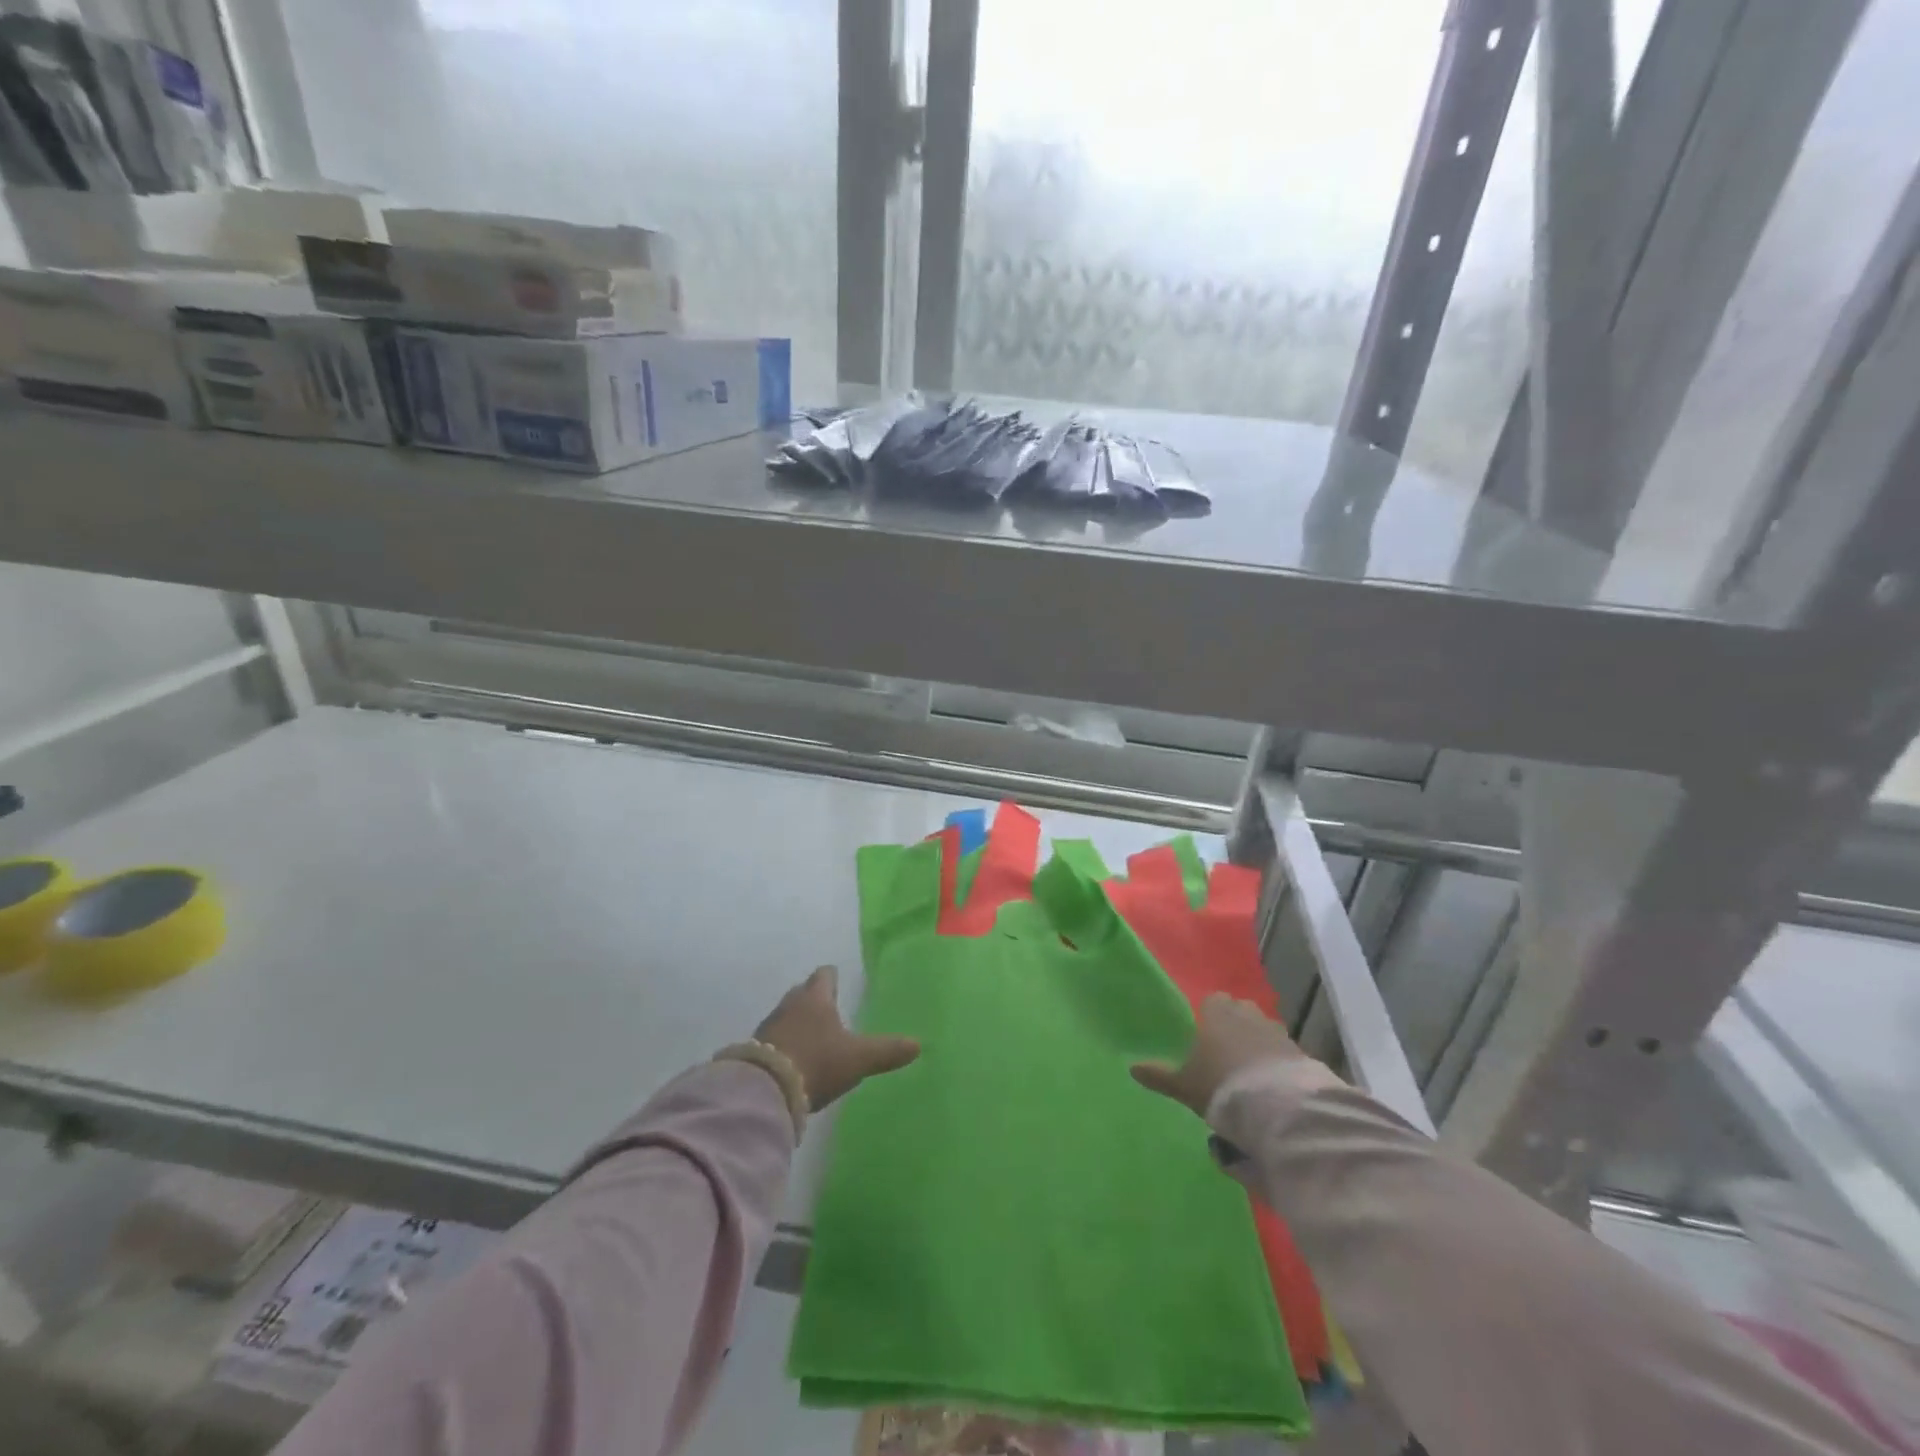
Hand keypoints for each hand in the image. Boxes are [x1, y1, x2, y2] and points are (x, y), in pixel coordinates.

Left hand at [756, 966, 919, 1110]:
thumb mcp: (858, 1059)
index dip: (832, 977)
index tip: (837, 979)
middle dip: (814, 998)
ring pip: (787, 1014)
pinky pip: (773, 1038)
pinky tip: (793, 1057)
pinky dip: (784, 1042)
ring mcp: (769, 1025)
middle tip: (828, 1007)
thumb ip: (886, 1051)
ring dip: (798, 1021)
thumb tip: (918, 1044)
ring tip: (812, 1034)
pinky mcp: (754, 1049)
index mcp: (816, 998)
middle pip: (803, 992)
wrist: (765, 1089)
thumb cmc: (817, 1062)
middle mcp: (791, 1004)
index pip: (824, 975)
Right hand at [1131, 993, 1314, 1118]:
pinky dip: (1275, 1062)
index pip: (1211, 1001)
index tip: (1203, 1035)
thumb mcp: (1184, 1085)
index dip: (1208, 1016)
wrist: (1276, 1105)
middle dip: (1234, 1026)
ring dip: (1256, 1044)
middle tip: (1224, 1053)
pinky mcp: (1299, 1051)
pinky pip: (1281, 1051)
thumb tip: (1132, 1068)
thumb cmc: (1221, 1085)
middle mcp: (1247, 1012)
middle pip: (1239, 1011)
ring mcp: (1275, 1030)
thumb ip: (1159, 1075)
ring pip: (1261, 1030)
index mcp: (1216, 1011)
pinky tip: (1270, 1083)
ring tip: (1248, 1072)